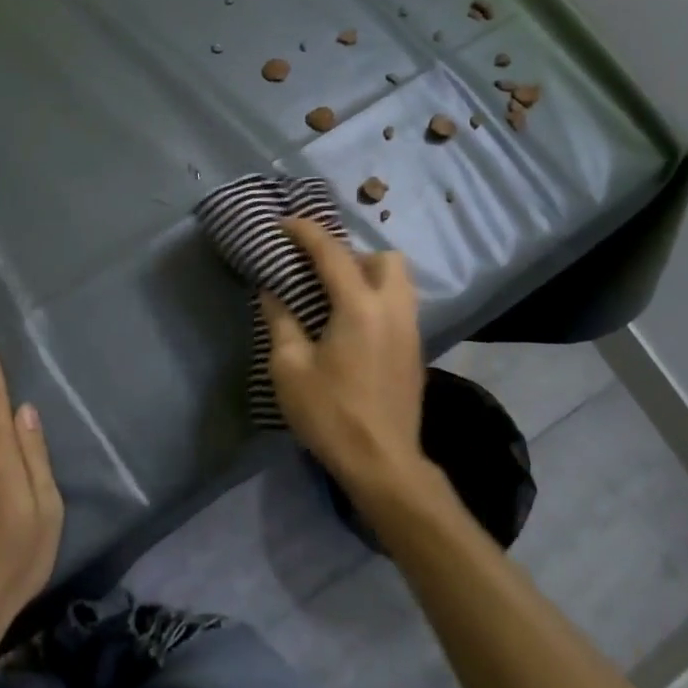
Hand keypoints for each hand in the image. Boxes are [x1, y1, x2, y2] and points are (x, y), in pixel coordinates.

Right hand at [259, 219, 447, 510]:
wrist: (383, 462)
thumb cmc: (331, 414)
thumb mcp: (290, 369)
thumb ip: (281, 322)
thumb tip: (272, 293)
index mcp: (360, 307)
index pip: (333, 254)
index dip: (306, 232)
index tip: (284, 224)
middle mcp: (393, 309)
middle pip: (384, 258)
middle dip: (351, 254)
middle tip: (320, 273)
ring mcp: (410, 330)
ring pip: (399, 281)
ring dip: (369, 275)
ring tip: (337, 297)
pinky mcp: (415, 351)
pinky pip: (400, 305)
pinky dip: (378, 299)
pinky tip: (353, 326)